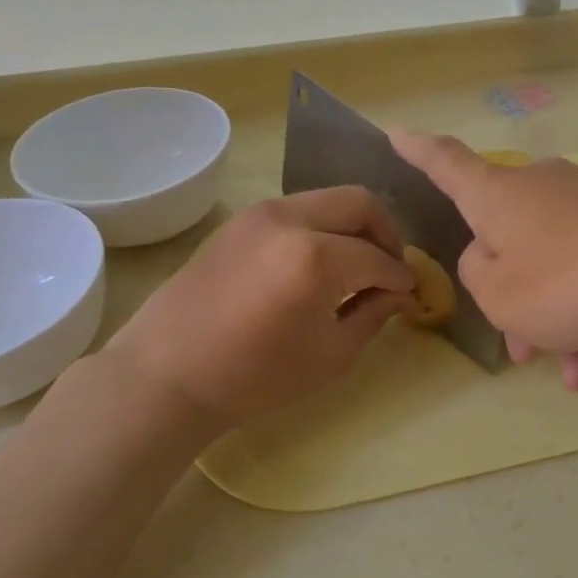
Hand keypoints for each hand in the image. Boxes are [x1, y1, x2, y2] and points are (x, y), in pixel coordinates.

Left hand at [103, 188, 415, 430]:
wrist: (167, 376)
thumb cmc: (255, 378)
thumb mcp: (330, 355)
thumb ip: (372, 315)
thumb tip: (398, 294)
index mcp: (316, 257)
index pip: (377, 257)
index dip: (400, 277)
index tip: (409, 293)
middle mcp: (290, 219)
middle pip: (359, 203)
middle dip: (385, 233)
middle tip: (389, 268)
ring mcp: (260, 213)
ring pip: (327, 200)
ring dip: (352, 226)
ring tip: (355, 265)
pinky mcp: (239, 221)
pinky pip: (296, 210)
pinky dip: (320, 227)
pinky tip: (317, 263)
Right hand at [391, 132, 577, 395]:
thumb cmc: (569, 282)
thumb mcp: (499, 296)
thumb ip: (477, 274)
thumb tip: (494, 258)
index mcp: (498, 195)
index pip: (446, 163)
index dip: (418, 151)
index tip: (396, 133)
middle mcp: (544, 189)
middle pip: (512, 246)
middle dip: (520, 307)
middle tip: (532, 356)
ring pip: (562, 275)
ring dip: (566, 332)